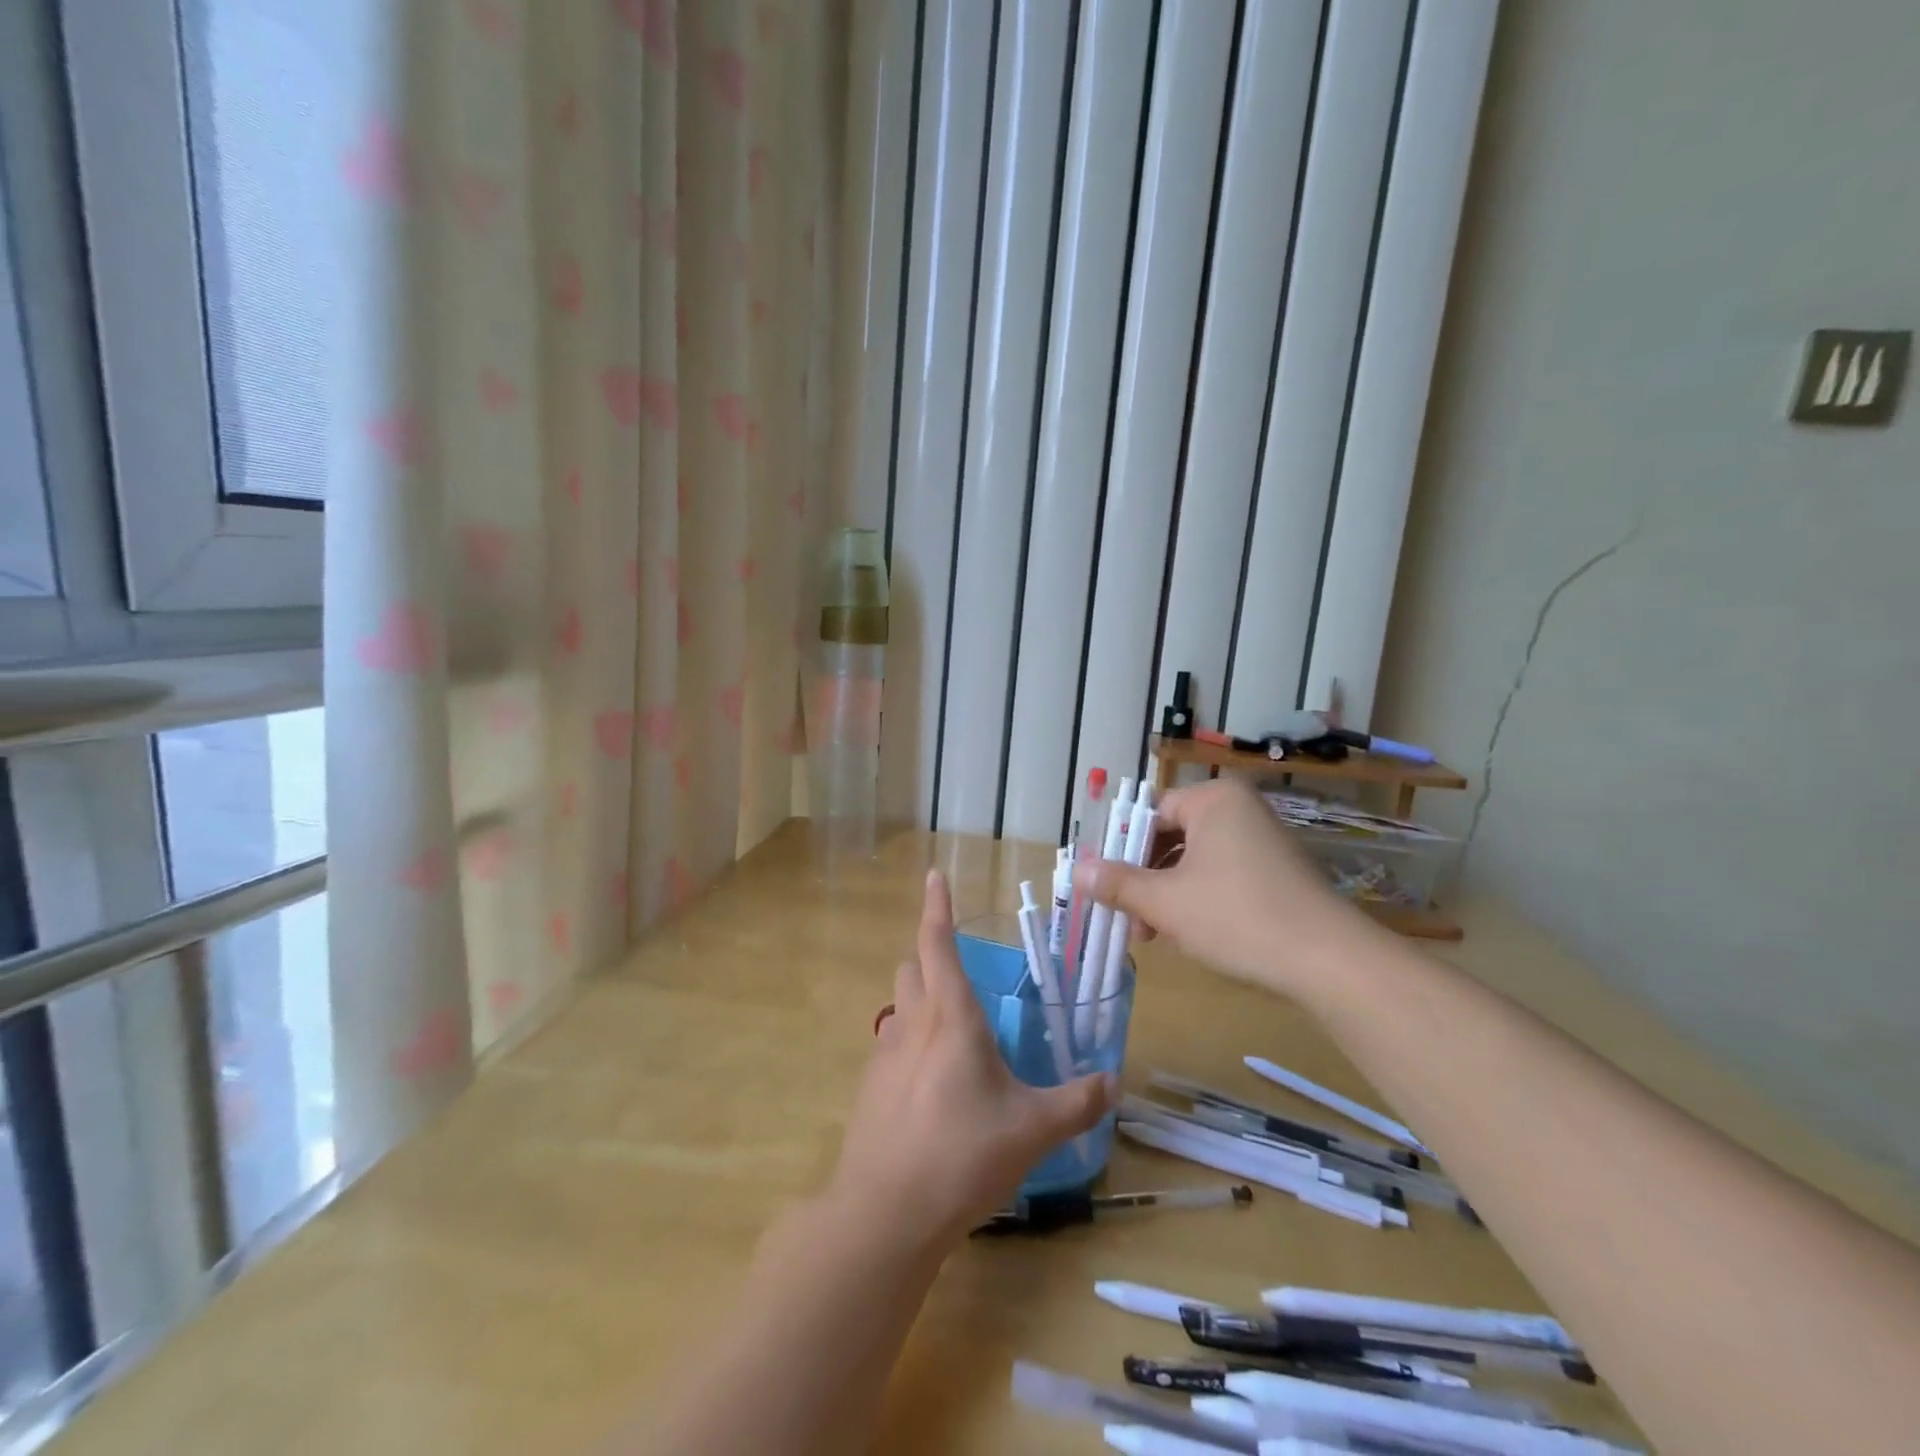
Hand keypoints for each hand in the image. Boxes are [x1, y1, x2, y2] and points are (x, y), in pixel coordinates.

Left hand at [828, 870, 1117, 1249]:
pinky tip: (930, 1084)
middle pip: (911, 967)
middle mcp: (913, 1023)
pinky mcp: (869, 1086)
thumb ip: (1077, 1102)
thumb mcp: (1033, 1129)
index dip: (936, 906)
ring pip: (899, 1005)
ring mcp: (884, 1054)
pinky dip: (909, 1043)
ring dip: (919, 1000)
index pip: (937, 943)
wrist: (886, 1212)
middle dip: (930, 956)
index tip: (932, 876)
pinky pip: (890, 1044)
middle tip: (959, 970)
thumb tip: (1113, 1082)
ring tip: (950, 1030)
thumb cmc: (964, 1155)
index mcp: (952, 1017)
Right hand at [1073, 777, 1371, 996]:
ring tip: (1154, 935)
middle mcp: (1240, 810)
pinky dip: (1199, 898)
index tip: (1106, 886)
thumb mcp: (1166, 902)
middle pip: (1172, 837)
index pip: (1151, 814)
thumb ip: (1118, 884)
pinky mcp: (1277, 872)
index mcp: (1214, 800)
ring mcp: (1263, 840)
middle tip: (1127, 918)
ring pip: (1195, 861)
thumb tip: (1076, 870)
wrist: (1329, 962)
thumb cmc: (1237, 917)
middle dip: (1145, 879)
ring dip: (1168, 894)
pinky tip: (1189, 933)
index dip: (1122, 850)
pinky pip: (1222, 874)